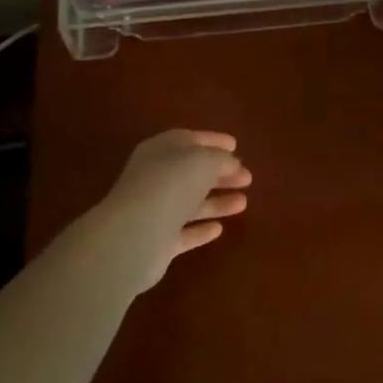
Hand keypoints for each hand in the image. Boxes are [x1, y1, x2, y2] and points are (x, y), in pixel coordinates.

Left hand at [95, 129, 250, 290]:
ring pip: (190, 203)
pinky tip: (219, 230)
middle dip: (220, 173)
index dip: (213, 141)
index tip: (236, 145)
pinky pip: (184, 233)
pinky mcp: (157, 243)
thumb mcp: (203, 161)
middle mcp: (155, 178)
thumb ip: (220, 159)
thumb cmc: (170, 186)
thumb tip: (231, 163)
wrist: (134, 236)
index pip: (189, 140)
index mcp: (161, 150)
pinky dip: (200, 230)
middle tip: (248, 178)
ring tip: (243, 203)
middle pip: (191, 173)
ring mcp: (154, 211)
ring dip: (216, 202)